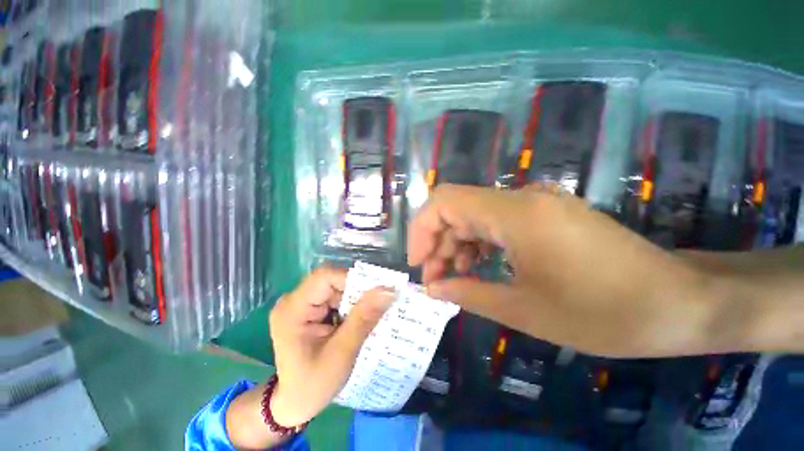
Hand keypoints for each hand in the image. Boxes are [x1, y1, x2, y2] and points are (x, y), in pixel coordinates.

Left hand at [269, 268, 393, 424]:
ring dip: (355, 300)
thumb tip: (388, 289)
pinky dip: (350, 306)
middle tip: (376, 308)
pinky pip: (335, 298)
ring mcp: (301, 304)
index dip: (352, 279)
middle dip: (356, 292)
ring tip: (369, 317)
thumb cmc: (313, 384)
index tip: (374, 294)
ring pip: (336, 288)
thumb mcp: (342, 353)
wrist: (294, 403)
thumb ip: (364, 318)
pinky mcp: (309, 310)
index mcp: (293, 309)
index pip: (325, 277)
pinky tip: (358, 320)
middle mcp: (294, 301)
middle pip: (332, 281)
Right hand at [408, 183, 721, 357]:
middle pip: (456, 207)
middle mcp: (521, 197)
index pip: (444, 201)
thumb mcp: (524, 310)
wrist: (679, 302)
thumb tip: (433, 288)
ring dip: (457, 244)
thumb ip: (468, 293)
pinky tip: (479, 267)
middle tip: (434, 279)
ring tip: (454, 277)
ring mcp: (534, 203)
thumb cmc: (605, 313)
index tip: (418, 263)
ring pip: (473, 215)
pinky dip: (478, 243)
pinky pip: (495, 221)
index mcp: (515, 213)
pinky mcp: (544, 214)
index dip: (421, 229)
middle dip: (437, 242)